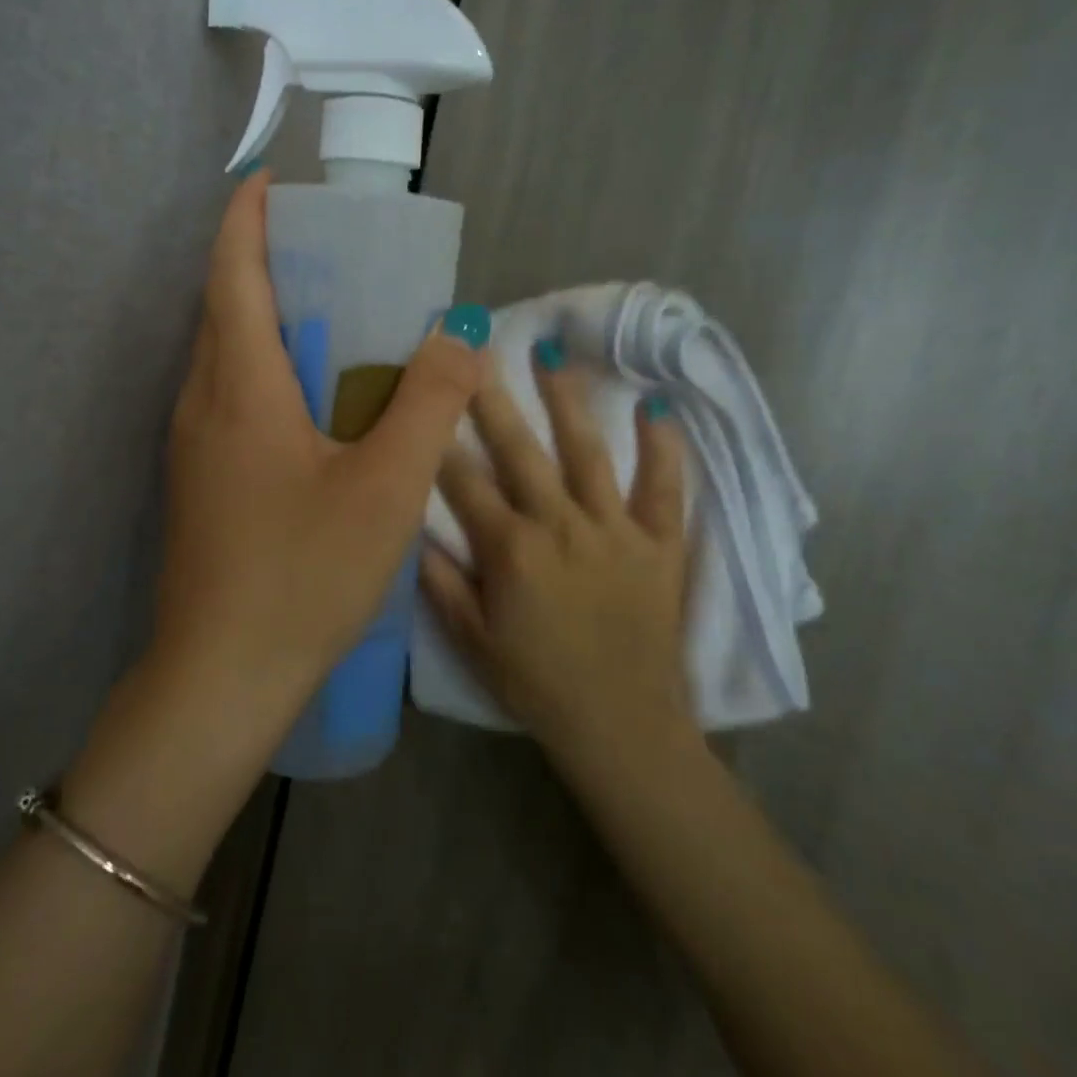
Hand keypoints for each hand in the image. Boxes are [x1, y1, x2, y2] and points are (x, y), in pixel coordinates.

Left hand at [152, 170, 487, 732]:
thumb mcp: (386, 488)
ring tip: (328, 316)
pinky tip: (311, 403)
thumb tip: (458, 335)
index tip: (271, 181)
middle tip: (326, 251)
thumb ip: (428, 405)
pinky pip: (227, 398)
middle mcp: (202, 402)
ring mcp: (192, 445)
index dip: (248, 218)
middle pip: (223, 307)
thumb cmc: (303, 574)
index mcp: (240, 387)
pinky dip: (263, 370)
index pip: (233, 273)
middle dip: (263, 262)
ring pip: (223, 355)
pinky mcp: (198, 480)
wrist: (221, 675)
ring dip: (264, 319)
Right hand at [419, 343, 695, 763]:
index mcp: (510, 549)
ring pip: (587, 452)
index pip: (463, 481)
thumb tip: (412, 527)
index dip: (439, 438)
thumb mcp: (470, 639)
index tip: (426, 397)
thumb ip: (439, 580)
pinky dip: (663, 447)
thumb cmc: (536, 684)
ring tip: (553, 353)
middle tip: (478, 349)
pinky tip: (655, 406)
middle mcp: (560, 526)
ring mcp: (614, 530)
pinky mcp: (659, 544)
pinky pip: (664, 488)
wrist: (622, 727)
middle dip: (492, 398)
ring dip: (567, 400)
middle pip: (519, 450)